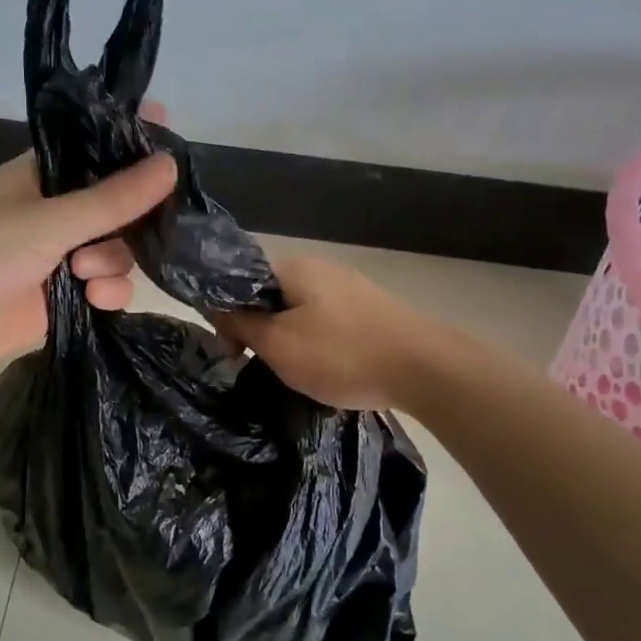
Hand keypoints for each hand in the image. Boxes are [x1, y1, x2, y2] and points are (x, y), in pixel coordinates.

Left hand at [0, 117, 176, 377]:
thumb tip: (171, 164)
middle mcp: (58, 213)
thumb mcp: (49, 219)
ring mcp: (62, 257)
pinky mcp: (66, 299)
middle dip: (131, 218)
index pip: (98, 150)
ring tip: (84, 272)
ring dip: (112, 261)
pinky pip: (107, 288)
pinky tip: (95, 299)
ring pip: (118, 251)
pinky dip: (108, 293)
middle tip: (140, 224)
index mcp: (44, 177)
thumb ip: (112, 199)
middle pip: (120, 206)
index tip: (171, 136)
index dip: (133, 143)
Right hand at [212, 254, 433, 410]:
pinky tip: (326, 368)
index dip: (229, 316)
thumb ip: (242, 324)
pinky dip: (318, 343)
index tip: (232, 352)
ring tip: (295, 373)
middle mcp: (321, 267)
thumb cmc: (342, 354)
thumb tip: (216, 308)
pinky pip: (327, 322)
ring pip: (300, 311)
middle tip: (261, 367)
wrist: (425, 368)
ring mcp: (350, 287)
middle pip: (272, 296)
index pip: (242, 282)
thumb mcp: (279, 345)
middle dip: (260, 330)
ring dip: (289, 339)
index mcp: (294, 267)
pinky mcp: (371, 309)